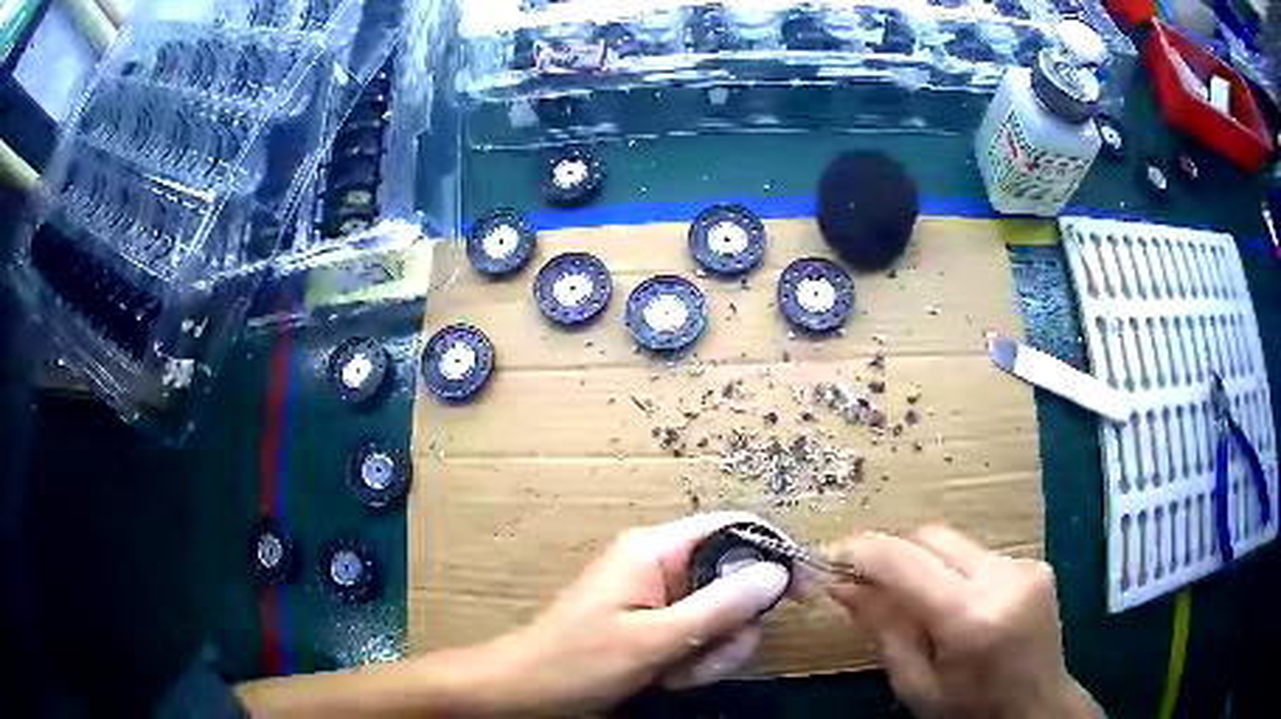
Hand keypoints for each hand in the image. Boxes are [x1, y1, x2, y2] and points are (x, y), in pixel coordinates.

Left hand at [484, 512, 791, 715]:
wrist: (524, 693)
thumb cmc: (578, 662)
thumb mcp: (653, 640)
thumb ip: (719, 607)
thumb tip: (778, 572)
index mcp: (655, 549)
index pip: (733, 527)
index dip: (773, 554)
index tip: (802, 595)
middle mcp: (661, 565)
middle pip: (733, 580)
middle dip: (731, 628)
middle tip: (704, 659)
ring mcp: (659, 597)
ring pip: (721, 617)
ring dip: (711, 653)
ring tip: (674, 676)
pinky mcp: (655, 625)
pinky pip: (699, 637)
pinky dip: (694, 662)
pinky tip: (666, 680)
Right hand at [827, 525, 1098, 718]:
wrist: (1036, 708)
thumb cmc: (968, 710)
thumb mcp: (915, 684)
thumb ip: (883, 628)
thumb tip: (842, 584)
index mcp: (971, 618)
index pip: (908, 563)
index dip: (866, 551)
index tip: (833, 555)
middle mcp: (1003, 578)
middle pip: (933, 537)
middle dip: (895, 552)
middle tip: (867, 579)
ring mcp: (1025, 566)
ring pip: (955, 543)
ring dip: (926, 564)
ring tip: (917, 600)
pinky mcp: (1035, 563)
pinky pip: (979, 554)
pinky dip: (955, 571)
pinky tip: (957, 604)